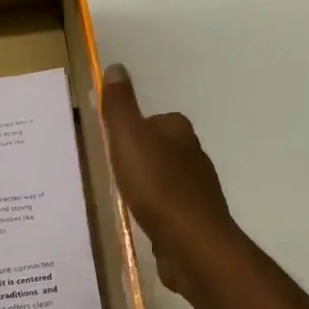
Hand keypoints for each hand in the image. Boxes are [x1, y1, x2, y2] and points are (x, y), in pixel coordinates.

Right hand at [98, 63, 236, 294]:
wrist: (190, 241)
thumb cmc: (156, 184)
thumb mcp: (129, 137)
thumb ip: (120, 105)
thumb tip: (117, 67)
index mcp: (179, 130)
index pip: (152, 120)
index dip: (130, 131)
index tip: (110, 146)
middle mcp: (194, 154)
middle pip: (159, 148)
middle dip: (138, 158)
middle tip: (111, 172)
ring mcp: (198, 188)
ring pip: (165, 178)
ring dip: (147, 185)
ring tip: (123, 196)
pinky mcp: (195, 217)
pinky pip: (170, 207)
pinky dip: (156, 209)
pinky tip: (142, 220)